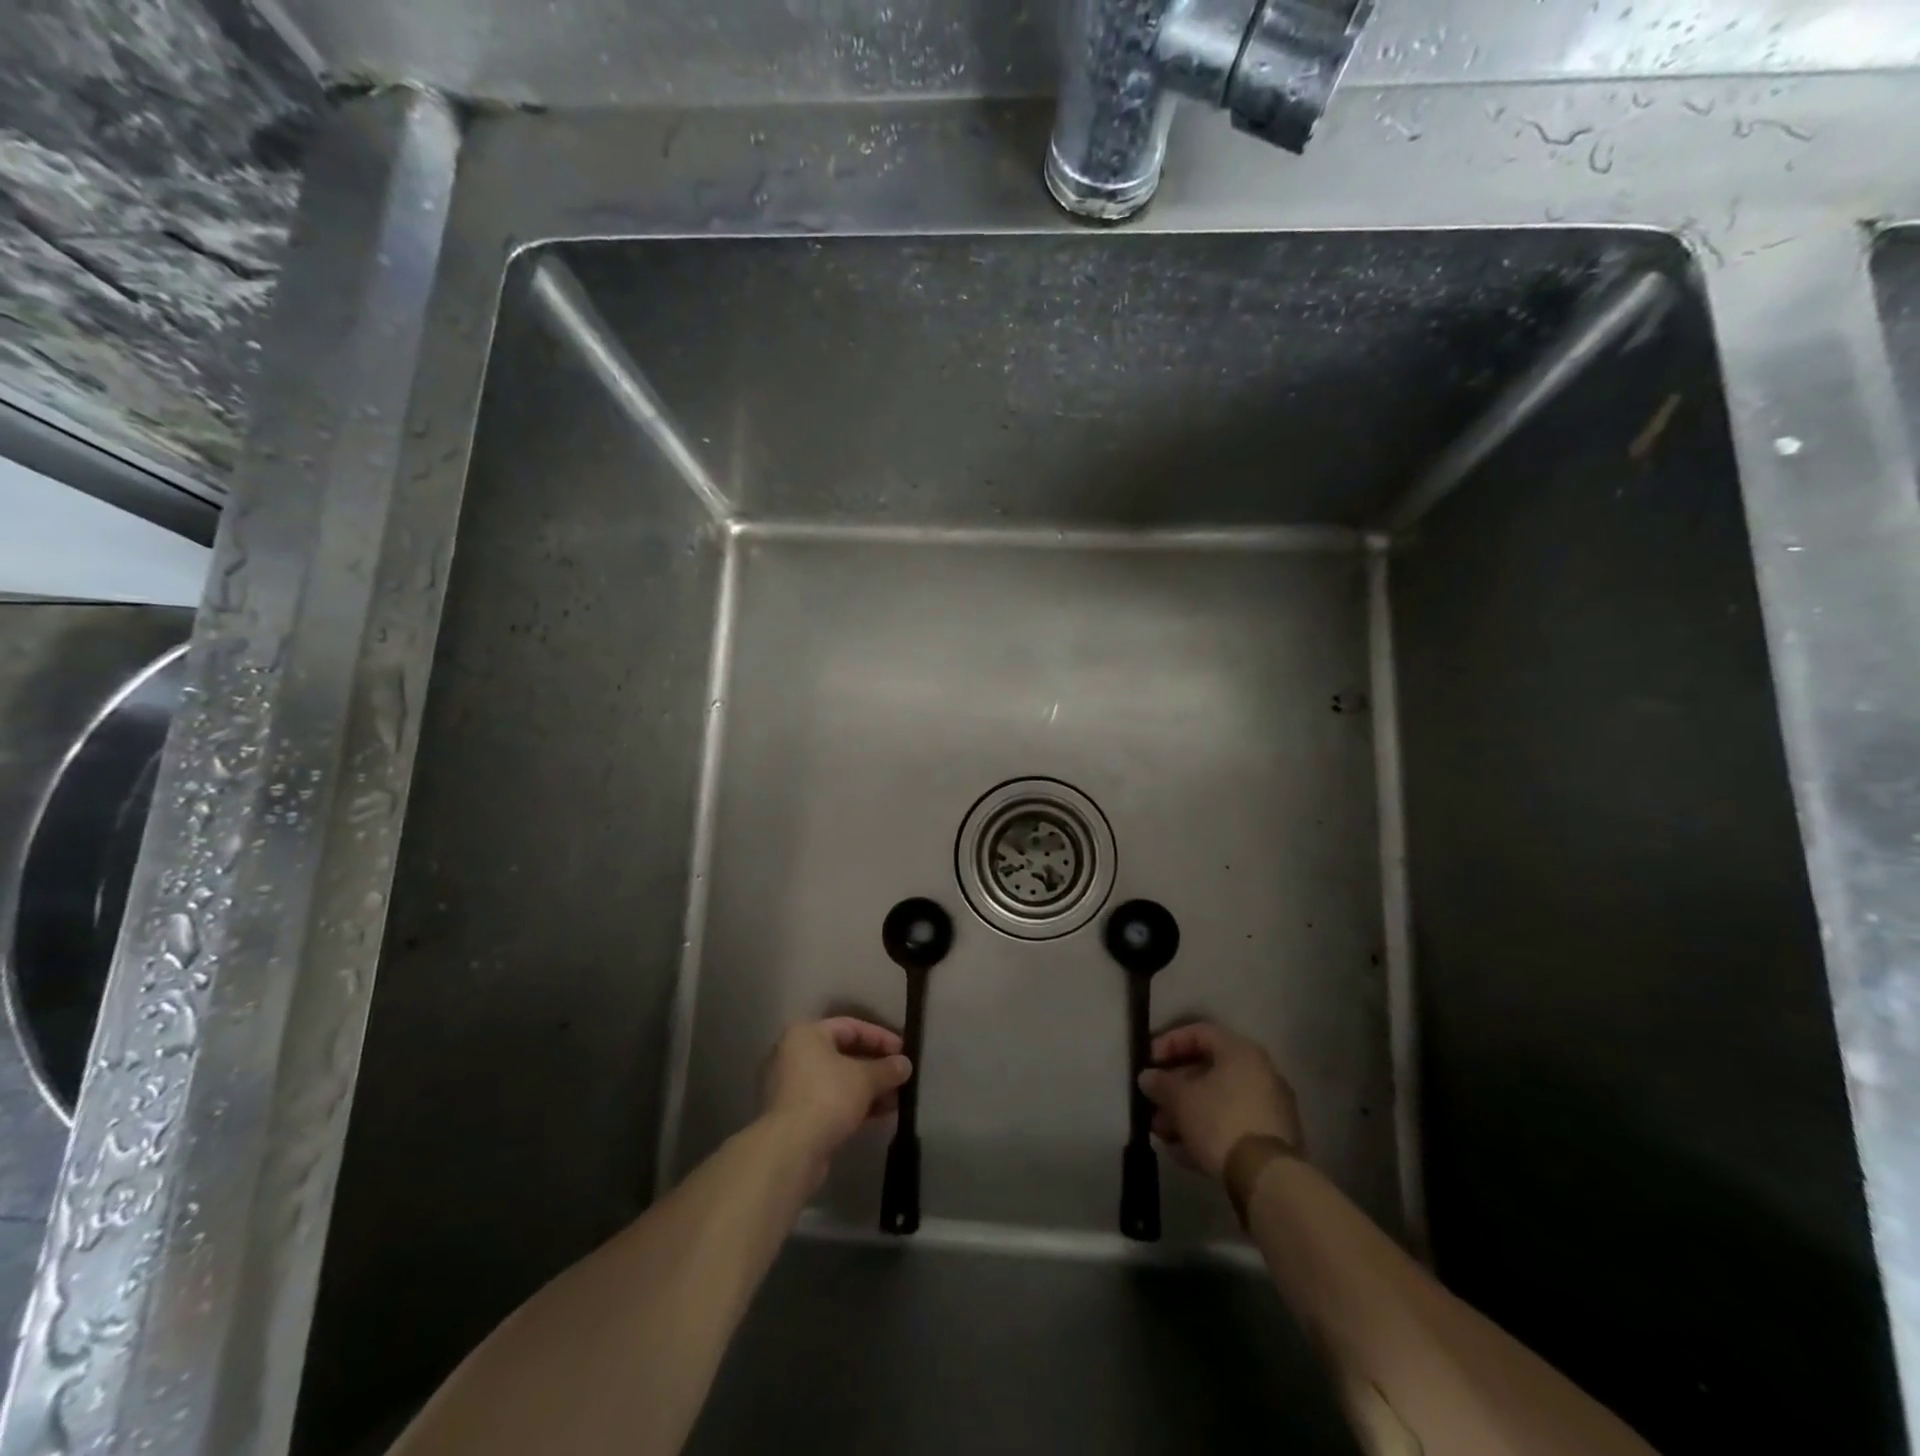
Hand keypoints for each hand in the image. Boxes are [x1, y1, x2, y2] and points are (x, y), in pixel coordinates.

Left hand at [760, 1018, 912, 1177]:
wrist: (790, 1151)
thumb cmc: (827, 1098)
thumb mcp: (865, 1079)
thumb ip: (887, 1068)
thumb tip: (905, 1065)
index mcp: (806, 1034)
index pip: (851, 1026)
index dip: (881, 1037)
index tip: (904, 1052)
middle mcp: (794, 1054)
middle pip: (844, 1054)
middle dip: (876, 1067)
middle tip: (901, 1077)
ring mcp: (792, 1087)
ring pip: (838, 1080)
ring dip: (868, 1088)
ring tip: (896, 1100)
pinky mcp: (794, 1115)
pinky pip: (830, 1101)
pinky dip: (853, 1104)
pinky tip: (879, 1115)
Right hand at [1138, 1022, 1302, 1180]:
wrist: (1267, 1178)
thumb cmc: (1220, 1121)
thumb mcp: (1181, 1099)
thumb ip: (1161, 1083)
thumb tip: (1147, 1077)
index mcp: (1240, 1052)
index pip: (1199, 1032)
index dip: (1169, 1042)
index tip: (1149, 1062)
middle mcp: (1259, 1073)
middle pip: (1208, 1071)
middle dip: (1174, 1088)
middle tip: (1152, 1102)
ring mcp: (1268, 1108)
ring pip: (1218, 1102)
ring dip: (1186, 1114)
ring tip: (1160, 1133)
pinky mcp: (1270, 1140)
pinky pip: (1231, 1126)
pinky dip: (1206, 1133)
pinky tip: (1181, 1152)